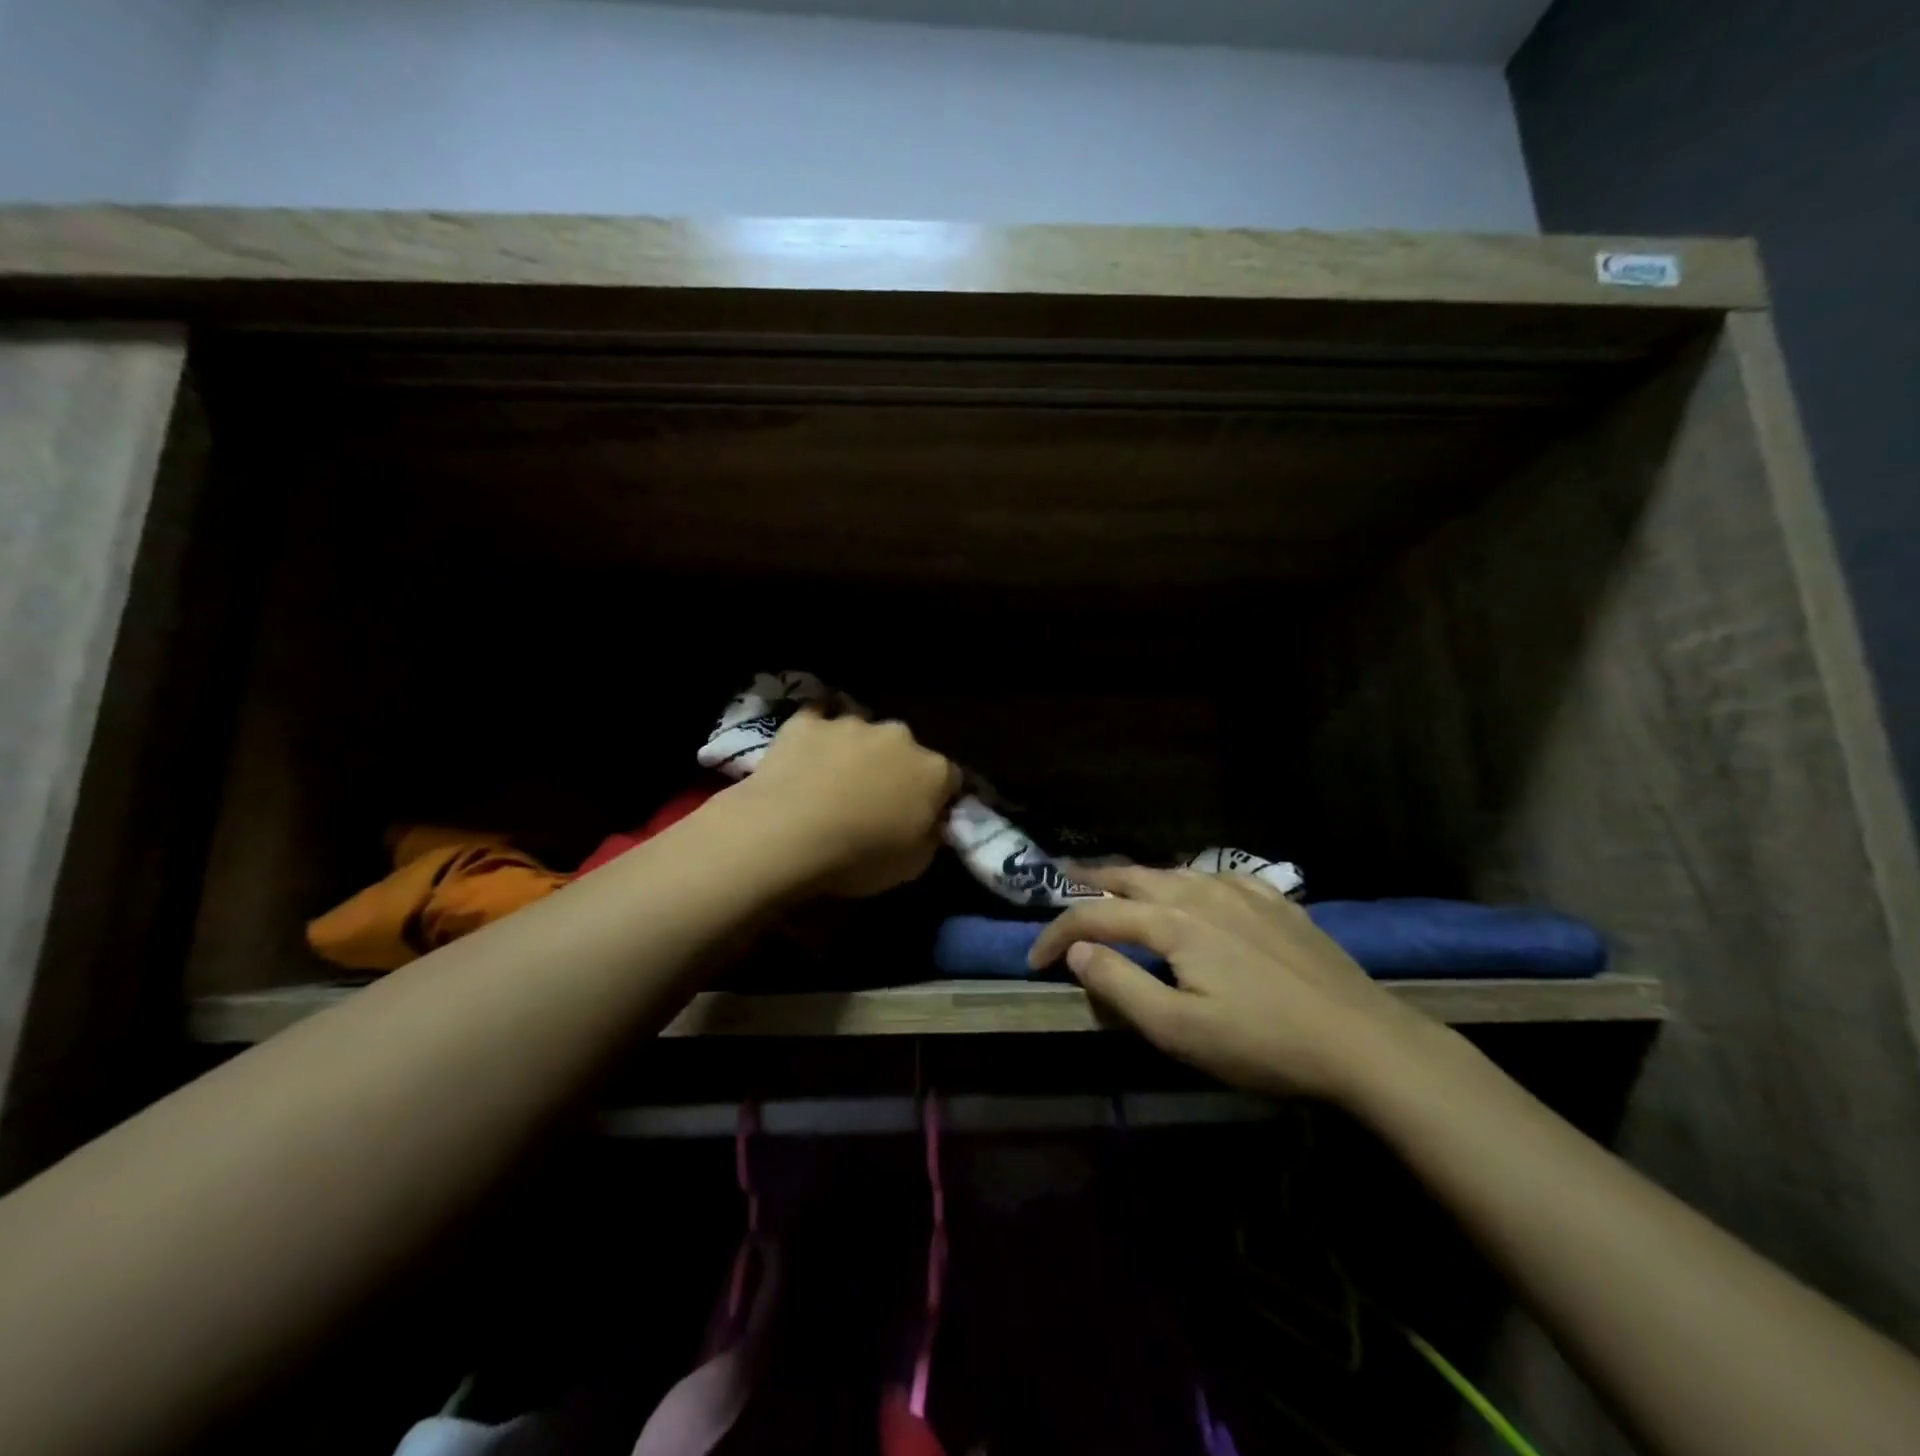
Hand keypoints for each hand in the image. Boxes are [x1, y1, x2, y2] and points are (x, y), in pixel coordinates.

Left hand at [738, 707, 960, 897]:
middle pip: (906, 751)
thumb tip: (930, 823)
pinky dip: (816, 735)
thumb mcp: (913, 865)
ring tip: (831, 783)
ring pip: (862, 734)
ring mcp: (851, 724)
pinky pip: (817, 719)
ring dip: (855, 752)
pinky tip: (805, 752)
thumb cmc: (859, 857)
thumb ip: (930, 835)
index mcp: (933, 771)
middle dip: (895, 769)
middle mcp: (899, 736)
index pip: (950, 779)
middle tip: (873, 801)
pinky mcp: (807, 721)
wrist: (788, 834)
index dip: (937, 799)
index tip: (922, 819)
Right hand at [1026, 864, 1441, 1101]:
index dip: (1058, 934)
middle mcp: (1201, 892)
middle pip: (1131, 877)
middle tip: (1062, 884)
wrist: (1364, 1041)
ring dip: (1136, 878)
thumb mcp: (1178, 1029)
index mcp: (1172, 921)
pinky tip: (1195, 889)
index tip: (1034, 960)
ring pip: (1173, 872)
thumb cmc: (1262, 1042)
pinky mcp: (1276, 903)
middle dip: (1090, 882)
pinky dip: (1187, 880)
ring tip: (1118, 885)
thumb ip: (1120, 984)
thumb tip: (1079, 951)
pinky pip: (1217, 877)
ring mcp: (1243, 893)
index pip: (1096, 917)